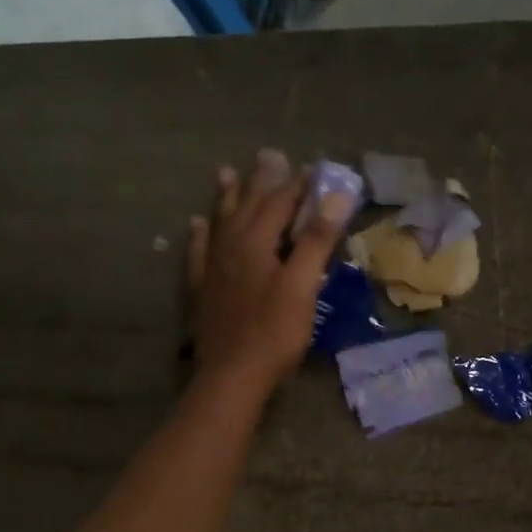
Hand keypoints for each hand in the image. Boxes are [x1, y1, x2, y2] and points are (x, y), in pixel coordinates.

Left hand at [186, 149, 352, 397]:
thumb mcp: (302, 286)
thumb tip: (335, 196)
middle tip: (268, 155)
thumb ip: (316, 241)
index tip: (313, 168)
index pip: (280, 203)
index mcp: (256, 243)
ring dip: (226, 197)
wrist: (232, 376)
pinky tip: (196, 225)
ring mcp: (211, 268)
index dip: (298, 185)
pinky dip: (199, 235)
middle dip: (261, 180)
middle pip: (247, 206)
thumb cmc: (274, 333)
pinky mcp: (201, 290)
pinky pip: (197, 252)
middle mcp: (229, 246)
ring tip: (225, 173)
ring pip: (219, 222)